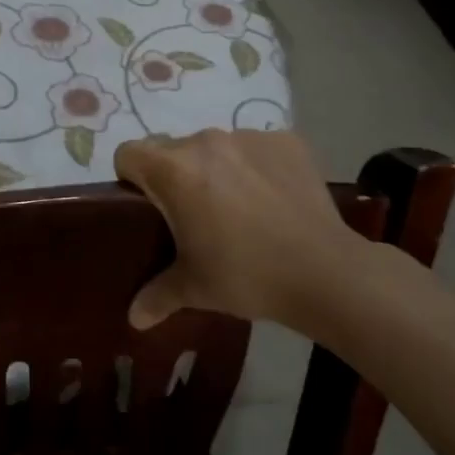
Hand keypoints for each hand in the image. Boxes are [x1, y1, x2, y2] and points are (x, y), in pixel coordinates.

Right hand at [114, 129, 376, 330]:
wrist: (326, 272)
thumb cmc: (247, 276)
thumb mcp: (194, 289)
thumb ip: (156, 296)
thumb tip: (133, 318)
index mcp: (174, 171)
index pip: (128, 153)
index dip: (130, 177)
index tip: (147, 206)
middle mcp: (206, 141)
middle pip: (171, 149)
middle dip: (175, 176)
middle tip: (193, 216)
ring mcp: (249, 137)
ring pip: (214, 147)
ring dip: (216, 170)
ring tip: (238, 209)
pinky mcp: (286, 141)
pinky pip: (255, 148)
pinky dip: (255, 167)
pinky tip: (272, 200)